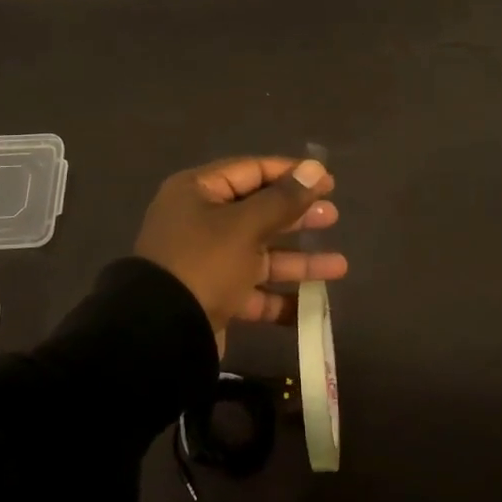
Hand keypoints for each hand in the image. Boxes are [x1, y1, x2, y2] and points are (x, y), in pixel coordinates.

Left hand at [134, 156, 346, 351]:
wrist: (161, 333)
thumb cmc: (204, 263)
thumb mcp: (245, 226)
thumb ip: (283, 199)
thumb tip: (315, 168)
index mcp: (198, 192)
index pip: (251, 171)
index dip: (290, 174)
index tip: (327, 180)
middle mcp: (199, 221)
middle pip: (257, 212)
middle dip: (297, 216)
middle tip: (332, 216)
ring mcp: (206, 261)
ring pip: (259, 254)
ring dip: (297, 260)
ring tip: (340, 265)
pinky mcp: (212, 297)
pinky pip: (252, 291)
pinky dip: (279, 297)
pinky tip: (312, 305)